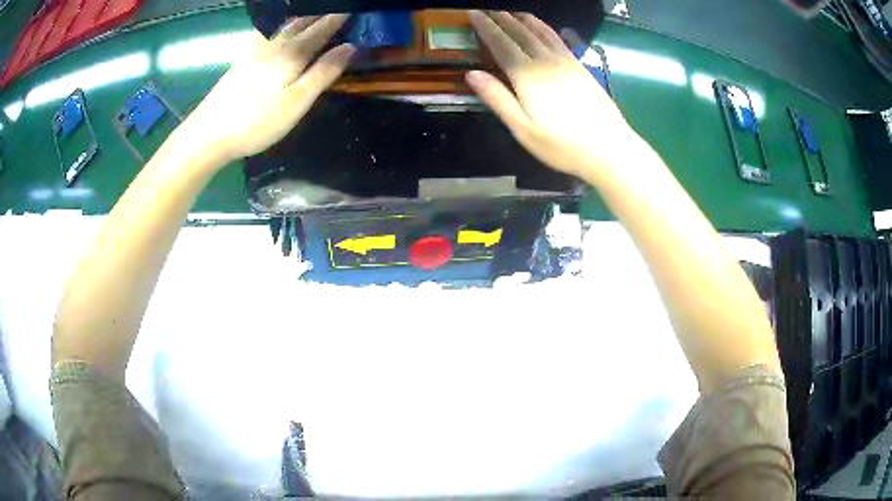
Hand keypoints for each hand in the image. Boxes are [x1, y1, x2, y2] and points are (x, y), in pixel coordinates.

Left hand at [178, 15, 354, 164]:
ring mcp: (256, 50)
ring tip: (316, 12)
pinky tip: (281, 26)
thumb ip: (323, 73)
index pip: (323, 27)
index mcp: (292, 53)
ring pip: (285, 23)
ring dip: (304, 15)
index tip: (354, 8)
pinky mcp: (243, 59)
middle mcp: (275, 44)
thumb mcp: (296, 102)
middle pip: (304, 20)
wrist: (208, 133)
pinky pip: (269, 31)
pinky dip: (281, 23)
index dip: (340, 17)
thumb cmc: (256, 122)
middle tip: (339, 9)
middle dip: (324, 13)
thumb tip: (351, 47)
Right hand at [467, 11, 637, 179]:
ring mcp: (566, 61)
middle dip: (501, 19)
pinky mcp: (580, 66)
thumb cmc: (563, 146)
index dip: (485, 28)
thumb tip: (471, 74)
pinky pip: (558, 39)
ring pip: (540, 31)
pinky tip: (542, 26)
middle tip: (487, 10)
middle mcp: (545, 61)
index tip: (473, 14)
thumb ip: (498, 99)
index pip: (501, 44)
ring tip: (511, 12)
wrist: (609, 148)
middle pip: (520, 33)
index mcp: (527, 76)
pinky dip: (545, 27)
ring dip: (523, 19)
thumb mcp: (523, 129)